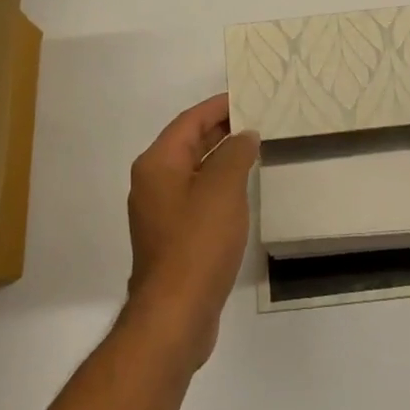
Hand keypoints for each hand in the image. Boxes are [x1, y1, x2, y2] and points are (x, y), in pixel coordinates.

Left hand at [124, 93, 258, 367]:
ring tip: (255, 148)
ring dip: (221, 157)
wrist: (176, 314)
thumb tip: (244, 136)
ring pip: (193, 170)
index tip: (247, 96)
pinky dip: (217, 184)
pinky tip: (241, 189)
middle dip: (221, 129)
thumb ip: (236, 153)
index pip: (190, 121)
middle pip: (189, 143)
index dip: (218, 106)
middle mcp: (152, 182)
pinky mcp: (171, 236)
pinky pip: (196, 195)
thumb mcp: (223, 188)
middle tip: (257, 118)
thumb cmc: (198, 242)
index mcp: (158, 163)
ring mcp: (160, 211)